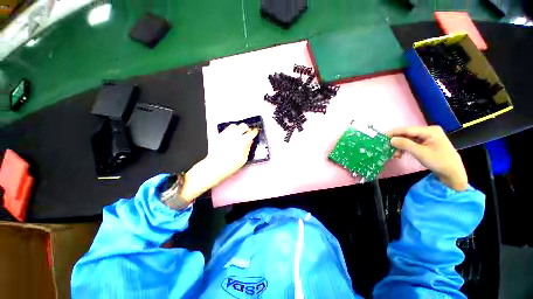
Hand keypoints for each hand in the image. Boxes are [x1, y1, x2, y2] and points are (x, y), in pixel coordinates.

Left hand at [179, 124, 257, 202]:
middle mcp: (234, 136)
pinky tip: (231, 136)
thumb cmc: (229, 165)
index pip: (250, 133)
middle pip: (243, 126)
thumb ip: (247, 148)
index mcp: (242, 142)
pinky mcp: (219, 136)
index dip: (254, 132)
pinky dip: (231, 130)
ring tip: (239, 134)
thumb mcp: (243, 159)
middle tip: (248, 133)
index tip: (256, 131)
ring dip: (238, 128)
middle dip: (247, 128)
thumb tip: (250, 142)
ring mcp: (226, 135)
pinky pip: (226, 129)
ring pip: (234, 125)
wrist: (214, 167)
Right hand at [388, 126, 467, 191]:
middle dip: (396, 141)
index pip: (407, 129)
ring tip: (394, 154)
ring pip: (408, 140)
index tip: (381, 136)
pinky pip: (411, 144)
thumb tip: (391, 139)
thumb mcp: (420, 153)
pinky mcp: (426, 144)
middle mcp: (428, 132)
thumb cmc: (439, 161)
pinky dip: (405, 149)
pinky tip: (399, 154)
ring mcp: (427, 138)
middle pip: (407, 134)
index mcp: (429, 131)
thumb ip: (405, 144)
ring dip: (400, 146)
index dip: (393, 132)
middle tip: (386, 147)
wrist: (452, 173)